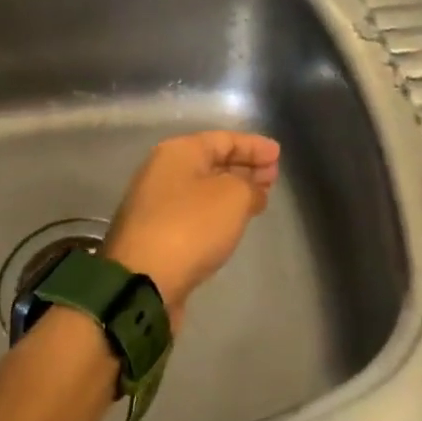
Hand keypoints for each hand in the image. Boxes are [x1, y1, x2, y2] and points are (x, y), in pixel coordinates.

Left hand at [101, 131, 280, 328]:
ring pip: (204, 188)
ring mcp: (157, 204)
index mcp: (178, 152)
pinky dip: (218, 212)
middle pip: (212, 162)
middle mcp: (163, 172)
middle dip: (244, 167)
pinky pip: (196, 212)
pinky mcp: (157, 234)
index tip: (279, 154)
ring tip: (260, 198)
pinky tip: (234, 221)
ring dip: (233, 190)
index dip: (254, 146)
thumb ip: (250, 186)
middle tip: (273, 176)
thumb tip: (252, 192)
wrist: (143, 280)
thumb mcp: (233, 197)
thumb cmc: (191, 227)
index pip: (224, 139)